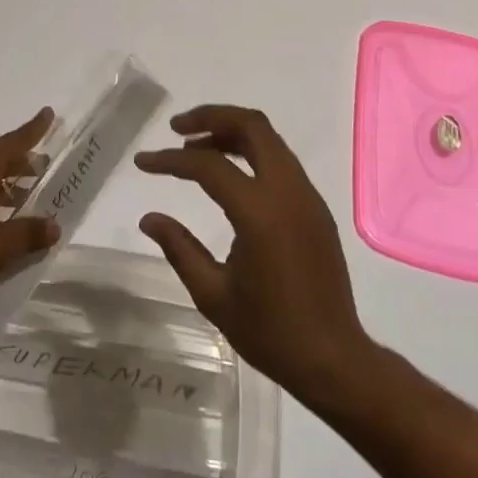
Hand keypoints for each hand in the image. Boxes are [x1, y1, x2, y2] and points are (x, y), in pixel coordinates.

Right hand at [135, 105, 368, 400]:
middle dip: (210, 117)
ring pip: (269, 138)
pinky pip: (280, 160)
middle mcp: (288, 192)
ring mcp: (307, 196)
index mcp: (261, 213)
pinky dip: (250, 152)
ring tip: (195, 148)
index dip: (170, 159)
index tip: (143, 162)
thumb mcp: (213, 295)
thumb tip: (149, 218)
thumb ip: (179, 248)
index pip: (208, 165)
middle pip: (251, 126)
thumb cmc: (271, 333)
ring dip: (231, 132)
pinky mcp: (315, 207)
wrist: (335, 361)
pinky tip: (228, 175)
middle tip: (177, 129)